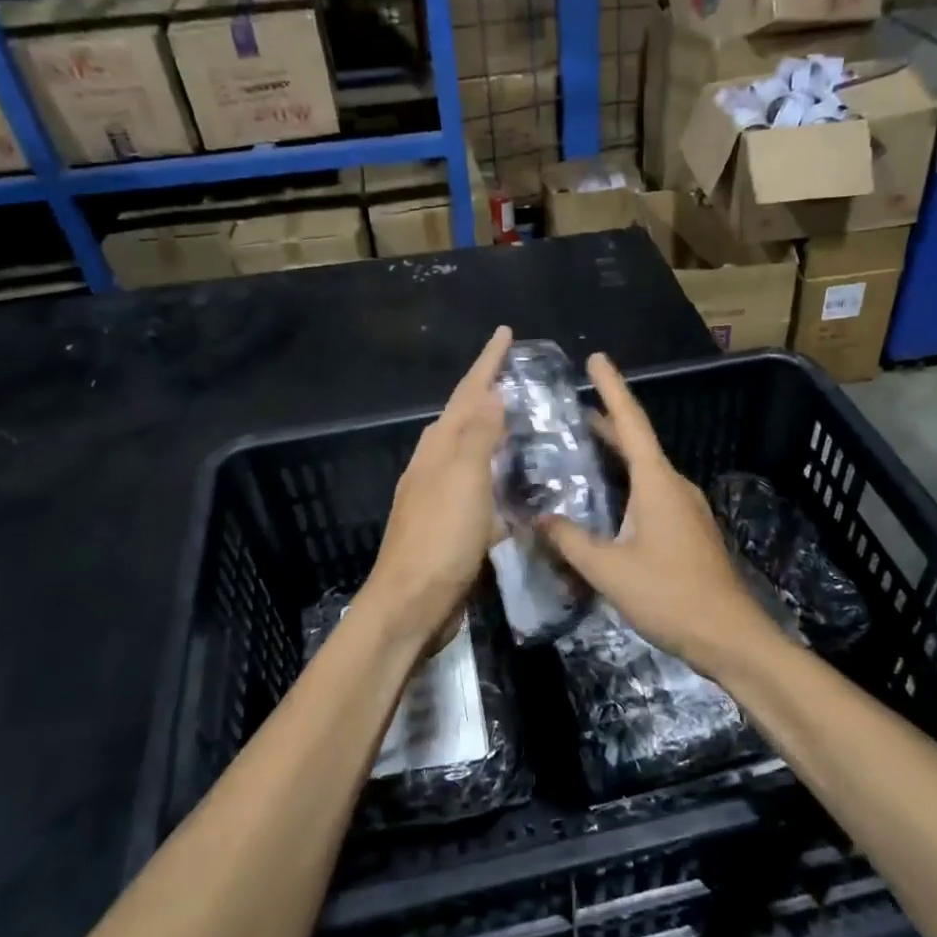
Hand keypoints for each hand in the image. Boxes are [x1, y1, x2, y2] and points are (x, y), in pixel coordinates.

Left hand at [354, 326, 512, 651]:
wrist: (411, 604)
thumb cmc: (441, 538)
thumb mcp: (463, 480)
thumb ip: (477, 437)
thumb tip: (491, 394)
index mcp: (438, 447)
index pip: (467, 393)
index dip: (487, 363)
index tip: (505, 333)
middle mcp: (435, 464)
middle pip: (465, 417)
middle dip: (489, 392)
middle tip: (521, 375)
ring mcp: (441, 496)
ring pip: (472, 453)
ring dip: (494, 433)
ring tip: (525, 422)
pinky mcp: (452, 526)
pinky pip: (480, 488)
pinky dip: (498, 477)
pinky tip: (517, 486)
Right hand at [539, 353, 767, 670]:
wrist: (730, 637)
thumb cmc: (670, 595)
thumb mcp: (609, 570)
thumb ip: (570, 541)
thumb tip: (538, 518)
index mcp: (657, 482)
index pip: (630, 423)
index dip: (612, 388)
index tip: (597, 359)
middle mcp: (674, 485)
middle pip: (637, 443)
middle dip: (607, 422)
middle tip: (572, 409)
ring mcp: (685, 508)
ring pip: (645, 470)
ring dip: (616, 455)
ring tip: (582, 448)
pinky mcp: (688, 530)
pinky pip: (652, 493)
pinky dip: (626, 483)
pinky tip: (607, 501)